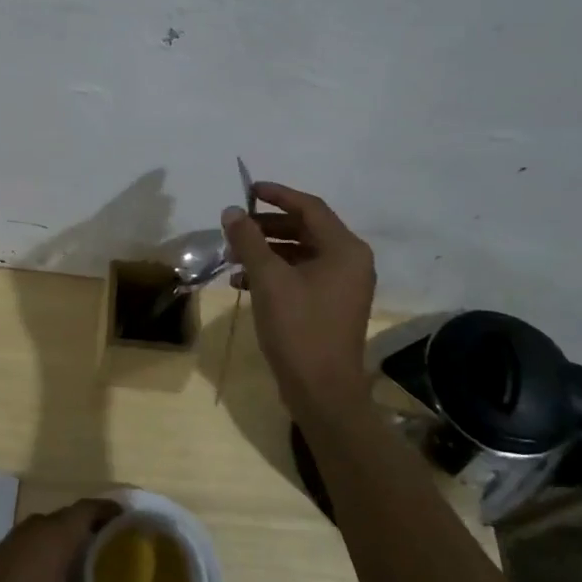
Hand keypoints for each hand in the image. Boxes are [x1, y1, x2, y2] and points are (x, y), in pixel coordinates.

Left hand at [0, 499, 131, 581]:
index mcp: (52, 537)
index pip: (86, 509)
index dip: (107, 510)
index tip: (127, 519)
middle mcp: (33, 530)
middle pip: (68, 516)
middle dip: (90, 525)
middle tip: (114, 543)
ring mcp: (12, 541)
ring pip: (47, 528)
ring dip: (67, 537)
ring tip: (89, 558)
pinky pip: (32, 541)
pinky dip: (48, 549)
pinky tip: (55, 575)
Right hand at [221, 181, 377, 398]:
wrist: (322, 391)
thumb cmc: (299, 328)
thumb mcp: (268, 279)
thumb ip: (249, 240)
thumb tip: (231, 211)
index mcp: (345, 249)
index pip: (309, 207)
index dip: (277, 195)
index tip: (248, 190)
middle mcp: (350, 262)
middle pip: (305, 228)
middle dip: (267, 226)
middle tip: (235, 227)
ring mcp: (342, 285)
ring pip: (300, 253)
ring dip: (266, 250)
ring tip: (233, 255)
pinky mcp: (330, 305)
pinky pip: (301, 275)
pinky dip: (274, 272)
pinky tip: (243, 281)